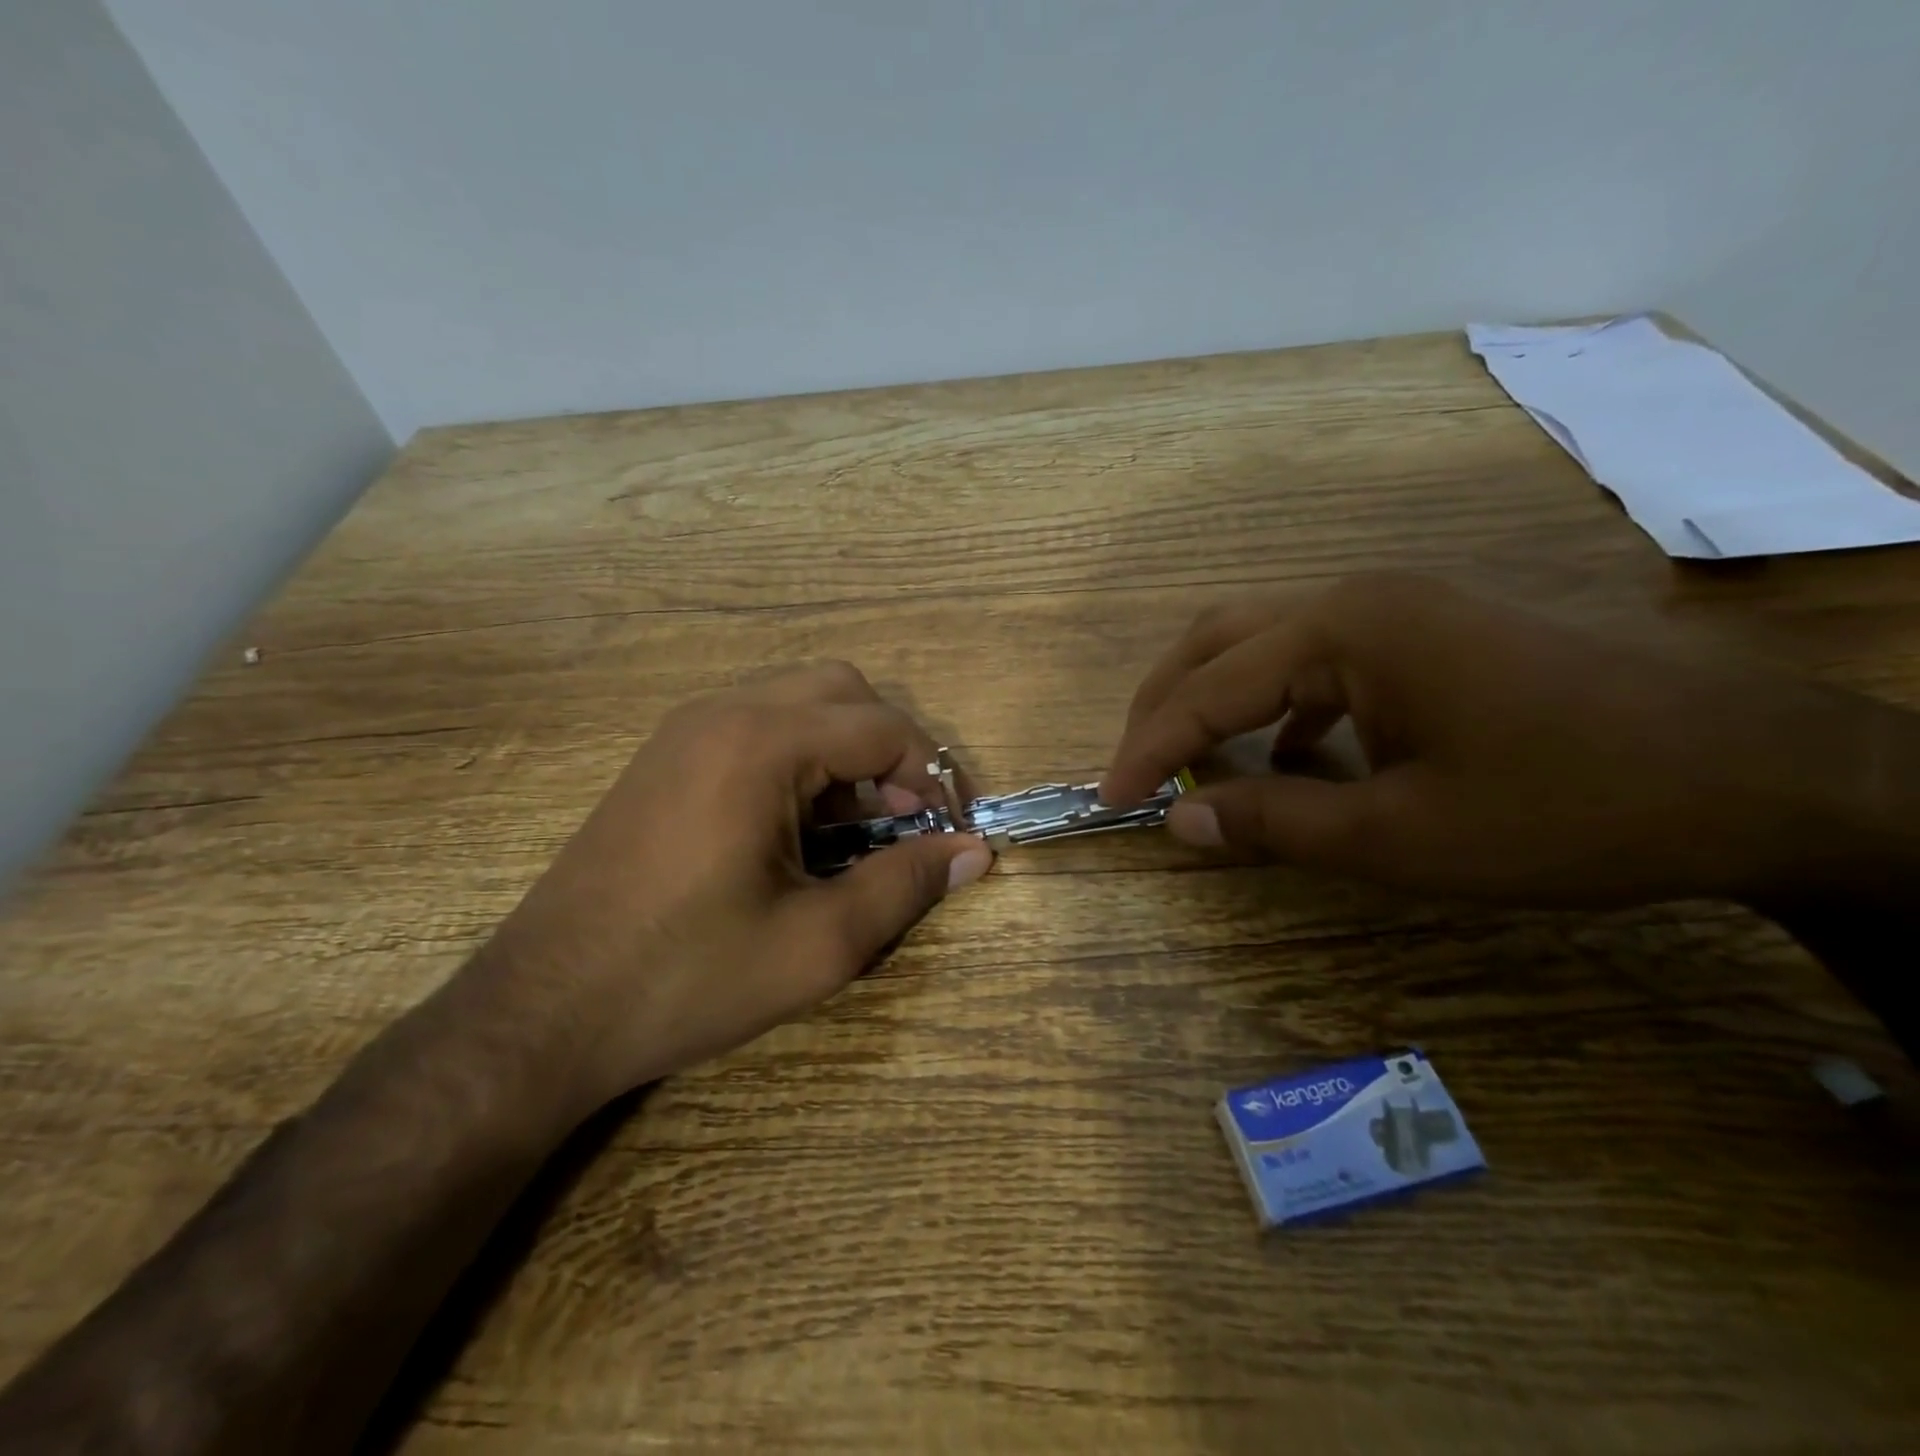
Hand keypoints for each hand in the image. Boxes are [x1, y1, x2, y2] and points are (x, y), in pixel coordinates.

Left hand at [468, 663, 991, 1122]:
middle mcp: (723, 712)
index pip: (884, 727)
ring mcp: (685, 730)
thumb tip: (976, 853)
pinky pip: (757, 727)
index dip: (933, 777)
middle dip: (891, 749)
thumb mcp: (818, 944)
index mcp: (761, 743)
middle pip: (844, 692)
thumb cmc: (687, 978)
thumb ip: (906, 885)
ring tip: (855, 832)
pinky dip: (800, 760)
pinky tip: (797, 830)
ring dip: (845, 753)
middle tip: (904, 822)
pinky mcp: (665, 757)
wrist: (542, 1011)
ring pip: (799, 704)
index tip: (950, 834)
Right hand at [1102, 573, 1915, 908]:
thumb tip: (1178, 824)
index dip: (1147, 750)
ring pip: (1269, 644)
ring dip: (1220, 701)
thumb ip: (1274, 825)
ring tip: (1197, 764)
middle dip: (1166, 706)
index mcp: (1344, 629)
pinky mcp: (1434, 629)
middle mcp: (1359, 596)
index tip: (1107, 800)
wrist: (1767, 774)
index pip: (1207, 688)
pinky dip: (1284, 708)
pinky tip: (1298, 758)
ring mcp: (1402, 606)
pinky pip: (1325, 660)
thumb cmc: (1571, 807)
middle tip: (1137, 769)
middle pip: (1220, 640)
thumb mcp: (1402, 837)